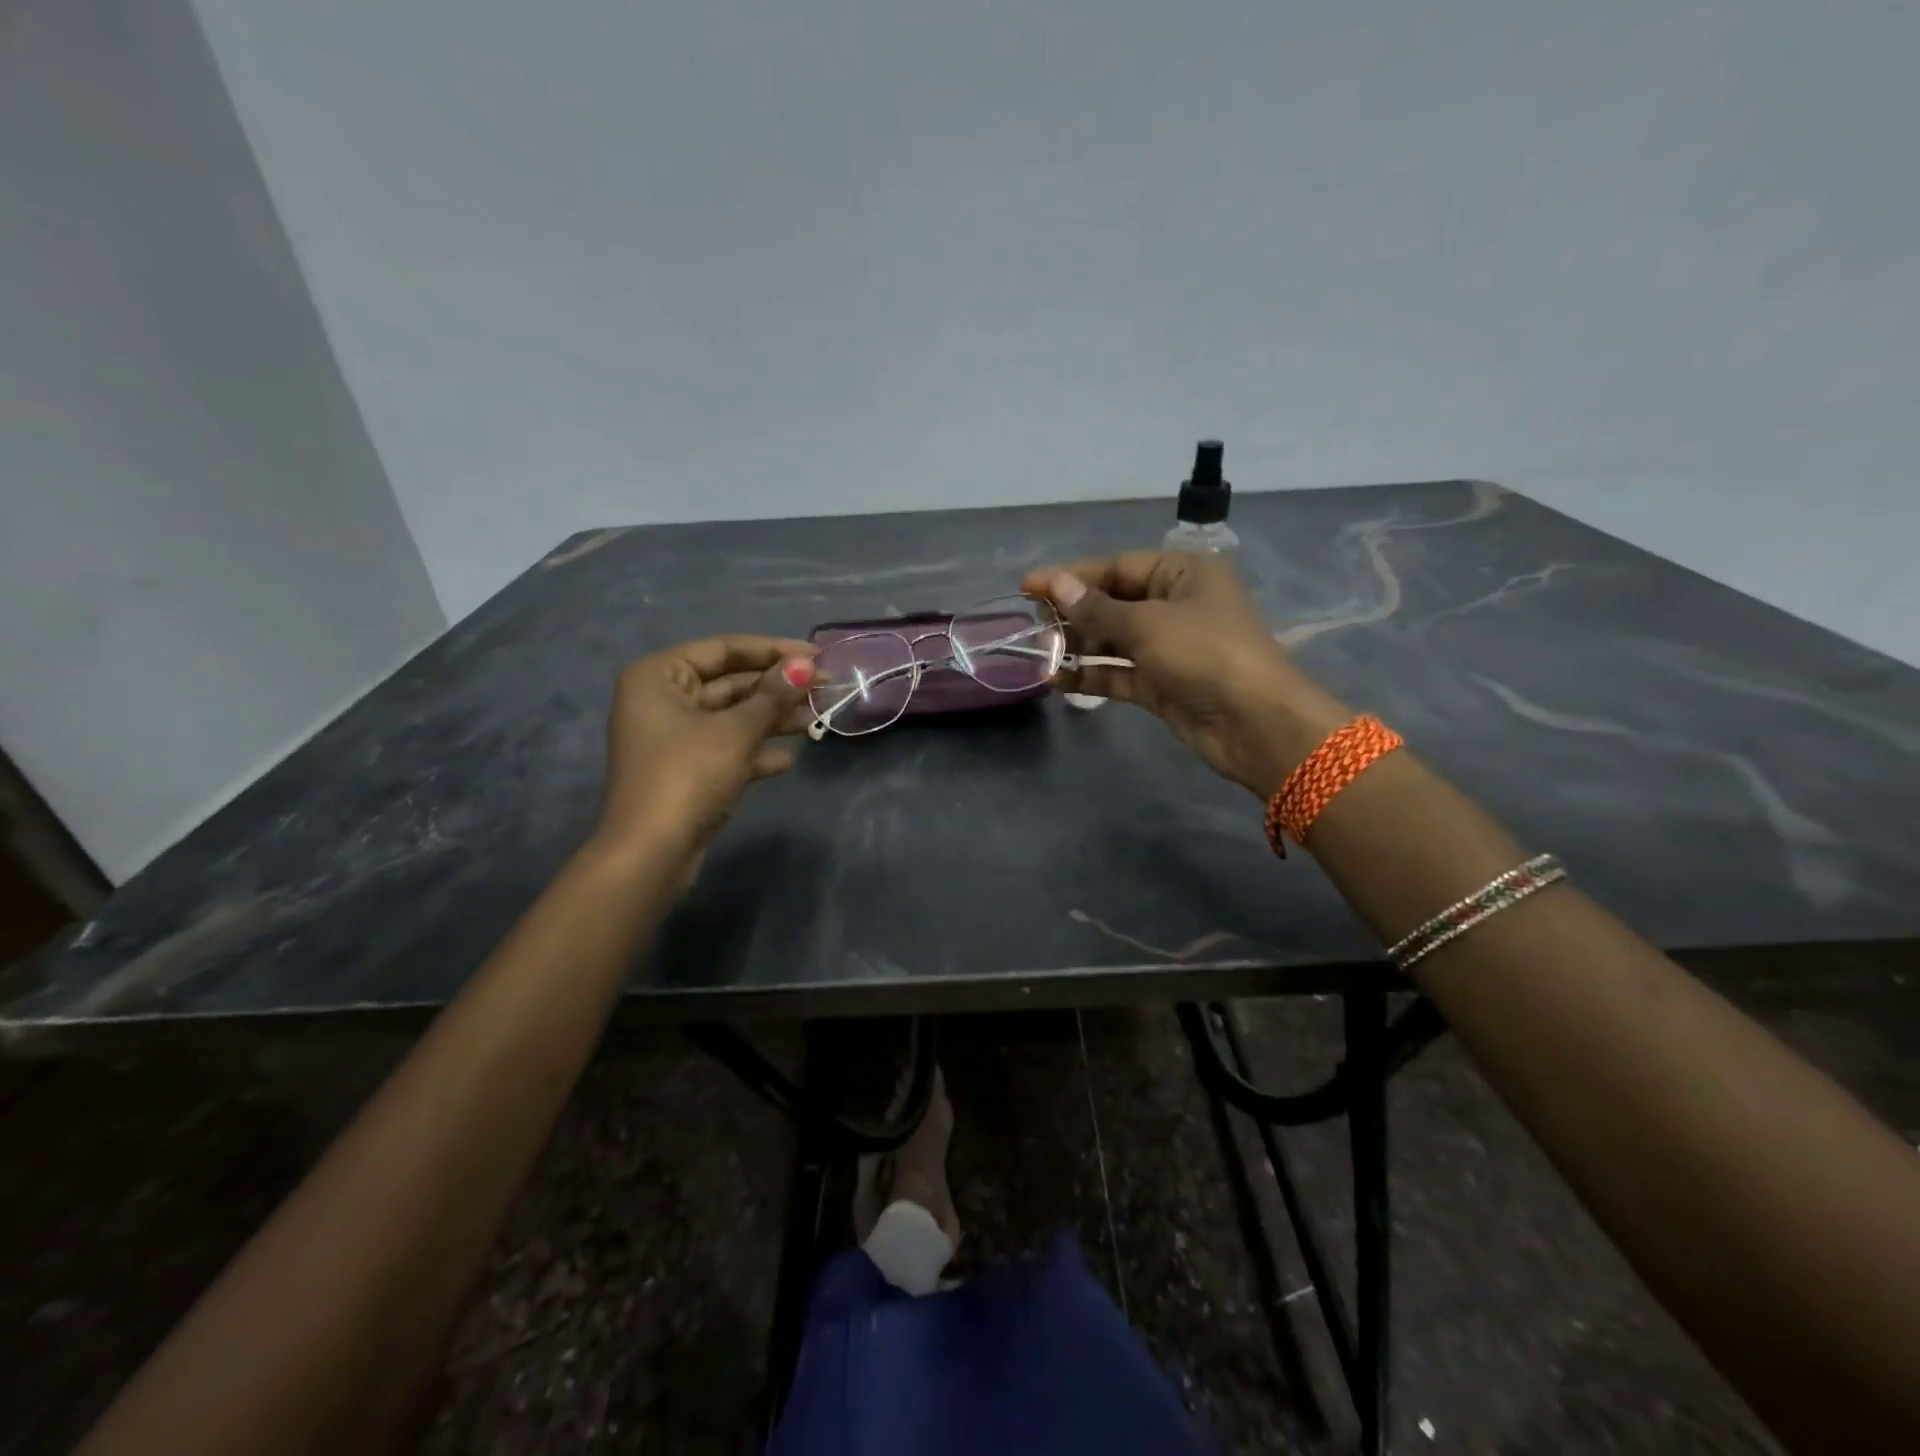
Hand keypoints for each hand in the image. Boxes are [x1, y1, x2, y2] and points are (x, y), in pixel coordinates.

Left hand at [597, 634, 816, 859]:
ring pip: (732, 717)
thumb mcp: (736, 731)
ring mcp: (673, 738)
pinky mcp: (686, 771)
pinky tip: (789, 759)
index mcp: (659, 676)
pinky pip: (727, 749)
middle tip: (824, 687)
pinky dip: (756, 751)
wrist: (651, 853)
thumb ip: (773, 696)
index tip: (815, 655)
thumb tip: (806, 665)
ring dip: (773, 718)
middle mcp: (661, 700)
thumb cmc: (687, 776)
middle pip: (730, 682)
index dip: (772, 650)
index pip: (724, 649)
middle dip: (777, 687)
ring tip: (816, 719)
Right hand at [1022, 552, 1349, 798]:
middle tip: (1031, 624)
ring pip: (1113, 640)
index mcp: (1182, 573)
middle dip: (1072, 613)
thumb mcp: (1147, 624)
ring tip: (1038, 653)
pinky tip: (1056, 680)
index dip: (1071, 576)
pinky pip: (1118, 672)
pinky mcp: (1162, 683)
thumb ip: (1097, 608)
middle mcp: (1175, 604)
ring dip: (1077, 646)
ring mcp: (1169, 646)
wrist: (1255, 724)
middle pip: (1113, 602)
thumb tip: (1055, 584)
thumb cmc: (1205, 654)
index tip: (1028, 586)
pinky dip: (1090, 675)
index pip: (1117, 567)